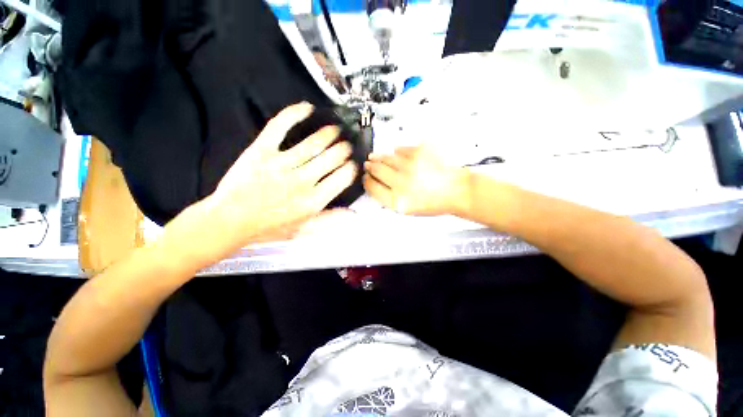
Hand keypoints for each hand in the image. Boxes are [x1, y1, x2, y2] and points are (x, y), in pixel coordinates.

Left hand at [205, 102, 357, 250]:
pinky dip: (294, 114)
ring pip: (314, 143)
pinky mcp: (261, 151)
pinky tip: (307, 108)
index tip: (352, 165)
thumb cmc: (270, 228)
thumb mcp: (304, 231)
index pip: (343, 177)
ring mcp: (281, 164)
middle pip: (332, 157)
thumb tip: (354, 212)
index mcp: (313, 200)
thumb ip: (330, 220)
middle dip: (344, 149)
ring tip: (335, 129)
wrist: (229, 221)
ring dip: (329, 133)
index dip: (351, 169)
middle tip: (346, 145)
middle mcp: (302, 181)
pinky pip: (280, 127)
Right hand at [363, 146, 468, 215]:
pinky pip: (401, 150)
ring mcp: (410, 167)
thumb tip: (378, 186)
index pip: (373, 188)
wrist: (456, 192)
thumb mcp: (409, 209)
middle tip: (368, 164)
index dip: (367, 182)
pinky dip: (396, 151)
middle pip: (377, 170)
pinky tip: (395, 152)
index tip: (366, 178)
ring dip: (379, 157)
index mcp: (397, 200)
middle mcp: (401, 183)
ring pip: (386, 158)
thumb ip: (391, 199)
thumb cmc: (435, 202)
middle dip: (370, 167)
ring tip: (376, 157)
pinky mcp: (418, 154)